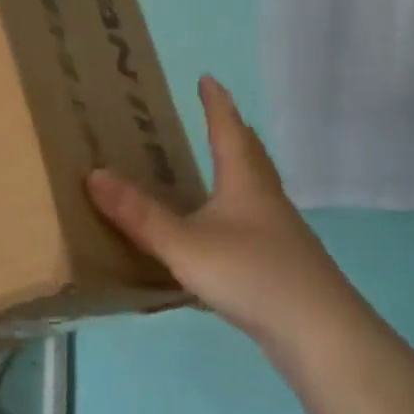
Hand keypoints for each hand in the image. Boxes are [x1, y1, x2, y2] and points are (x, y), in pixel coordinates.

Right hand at [86, 76, 366, 360]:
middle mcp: (266, 199)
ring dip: (237, 170)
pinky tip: (223, 232)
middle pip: (251, 155)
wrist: (319, 334)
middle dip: (232, 132)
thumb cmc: (252, 275)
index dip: (216, 104)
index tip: (207, 79)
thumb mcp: (184, 245)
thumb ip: (139, 215)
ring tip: (216, 169)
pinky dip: (236, 210)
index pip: (228, 130)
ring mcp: (279, 233)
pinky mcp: (282, 263)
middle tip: (214, 117)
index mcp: (245, 183)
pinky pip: (254, 221)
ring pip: (256, 189)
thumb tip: (93, 174)